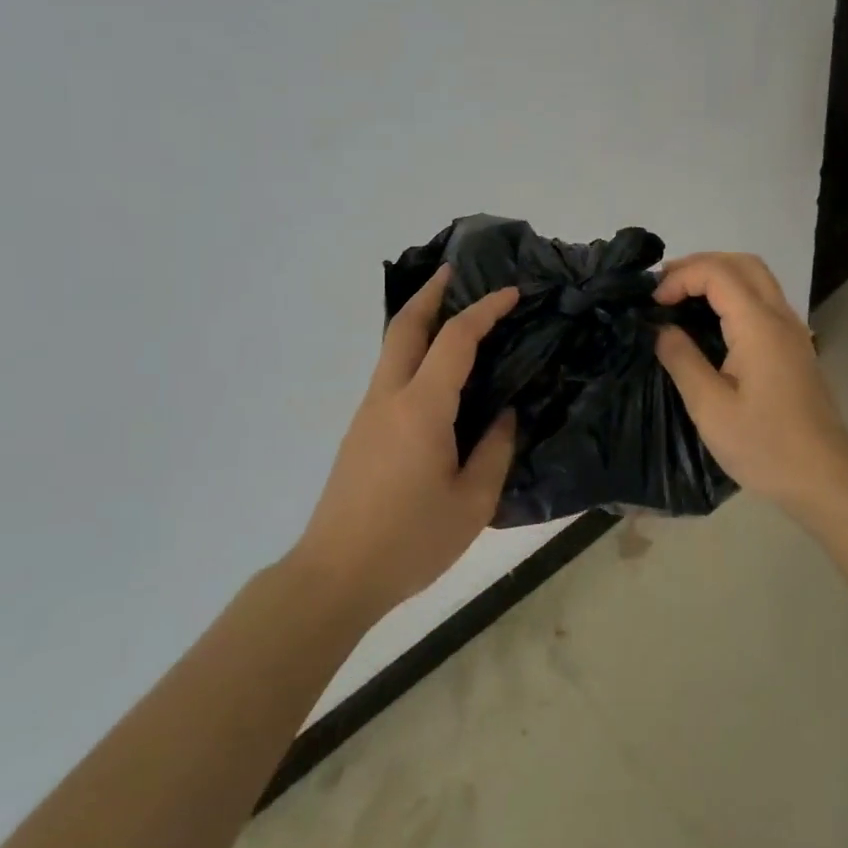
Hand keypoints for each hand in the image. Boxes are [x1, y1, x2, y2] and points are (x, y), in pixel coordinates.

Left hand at [292, 266, 519, 623]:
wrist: (334, 576)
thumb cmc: (410, 540)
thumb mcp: (473, 502)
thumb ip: (495, 450)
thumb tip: (503, 415)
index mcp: (422, 408)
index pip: (456, 339)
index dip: (485, 309)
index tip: (512, 293)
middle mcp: (389, 397)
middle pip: (405, 326)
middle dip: (431, 292)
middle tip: (456, 272)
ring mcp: (368, 413)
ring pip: (393, 348)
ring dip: (419, 320)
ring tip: (452, 315)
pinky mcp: (360, 432)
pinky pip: (391, 374)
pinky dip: (413, 352)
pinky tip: (435, 372)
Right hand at [652, 252, 847, 518]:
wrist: (824, 478)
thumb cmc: (765, 446)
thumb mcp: (710, 408)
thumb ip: (682, 360)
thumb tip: (662, 329)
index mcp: (759, 326)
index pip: (717, 273)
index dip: (680, 277)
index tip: (653, 305)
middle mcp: (780, 317)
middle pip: (742, 262)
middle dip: (699, 265)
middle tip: (664, 288)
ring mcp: (792, 330)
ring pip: (756, 278)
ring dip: (717, 276)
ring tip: (681, 298)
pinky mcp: (794, 347)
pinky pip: (762, 300)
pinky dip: (732, 294)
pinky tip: (710, 321)